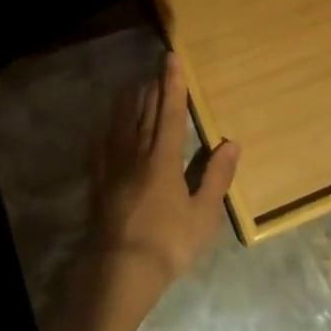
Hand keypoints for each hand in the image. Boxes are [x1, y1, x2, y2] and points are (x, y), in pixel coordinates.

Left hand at [79, 54, 239, 316]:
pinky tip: (104, 131)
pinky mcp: (98, 185)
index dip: (173, 85)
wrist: (119, 271)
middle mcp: (136, 155)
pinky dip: (105, 134)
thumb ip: (216, 177)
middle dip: (152, 89)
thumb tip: (232, 142)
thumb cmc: (168, 243)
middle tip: (155, 68)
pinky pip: (100, 151)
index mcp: (163, 159)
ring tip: (132, 87)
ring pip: (120, 126)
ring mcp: (113, 169)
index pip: (171, 113)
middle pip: (144, 114)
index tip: (171, 59)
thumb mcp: (203, 214)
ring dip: (127, 104)